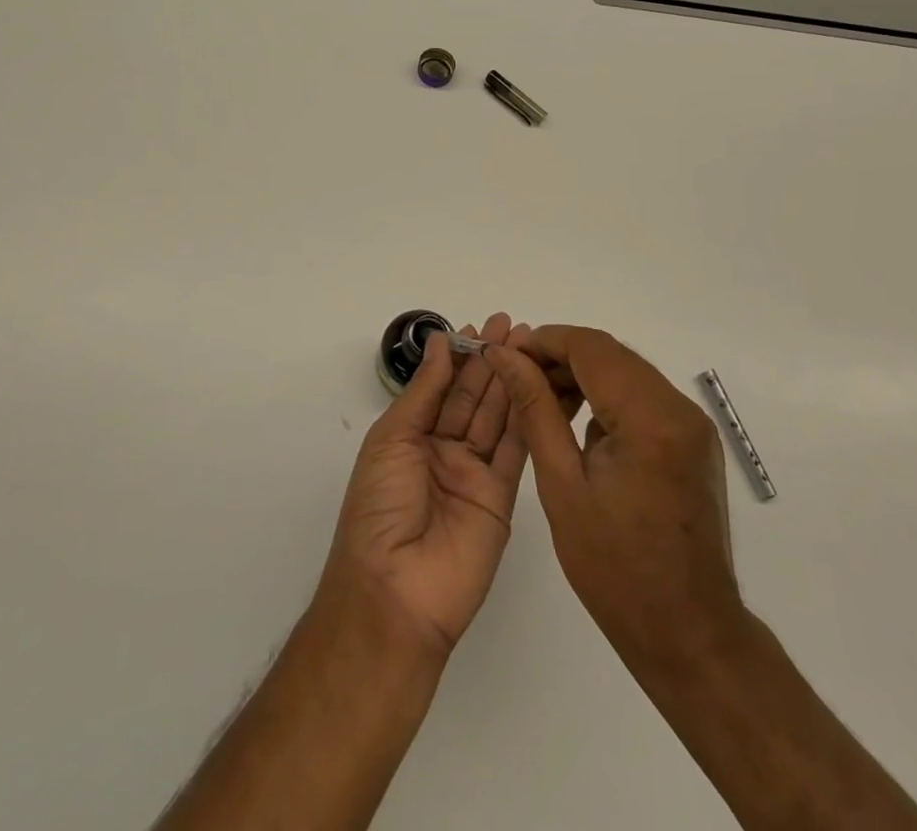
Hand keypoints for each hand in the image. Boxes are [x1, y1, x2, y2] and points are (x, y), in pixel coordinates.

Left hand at [318, 313, 532, 658]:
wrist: (396, 591)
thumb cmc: (380, 507)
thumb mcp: (392, 439)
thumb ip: (423, 391)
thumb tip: (438, 342)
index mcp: (411, 436)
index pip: (442, 386)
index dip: (460, 356)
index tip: (480, 326)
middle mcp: (444, 450)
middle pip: (473, 397)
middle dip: (491, 360)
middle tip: (513, 325)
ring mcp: (474, 474)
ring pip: (497, 416)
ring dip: (511, 380)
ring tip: (529, 343)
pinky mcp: (502, 497)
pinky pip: (515, 449)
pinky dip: (526, 416)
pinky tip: (537, 384)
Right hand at [486, 325, 741, 668]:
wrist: (690, 634)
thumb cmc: (616, 571)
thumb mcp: (562, 487)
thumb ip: (535, 411)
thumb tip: (506, 357)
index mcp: (650, 420)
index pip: (591, 348)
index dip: (544, 341)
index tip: (506, 355)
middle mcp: (679, 409)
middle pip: (611, 354)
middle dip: (560, 357)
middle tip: (518, 379)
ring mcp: (693, 424)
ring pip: (627, 372)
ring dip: (583, 376)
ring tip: (542, 404)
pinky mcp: (694, 440)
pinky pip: (643, 397)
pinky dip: (607, 398)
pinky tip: (579, 428)